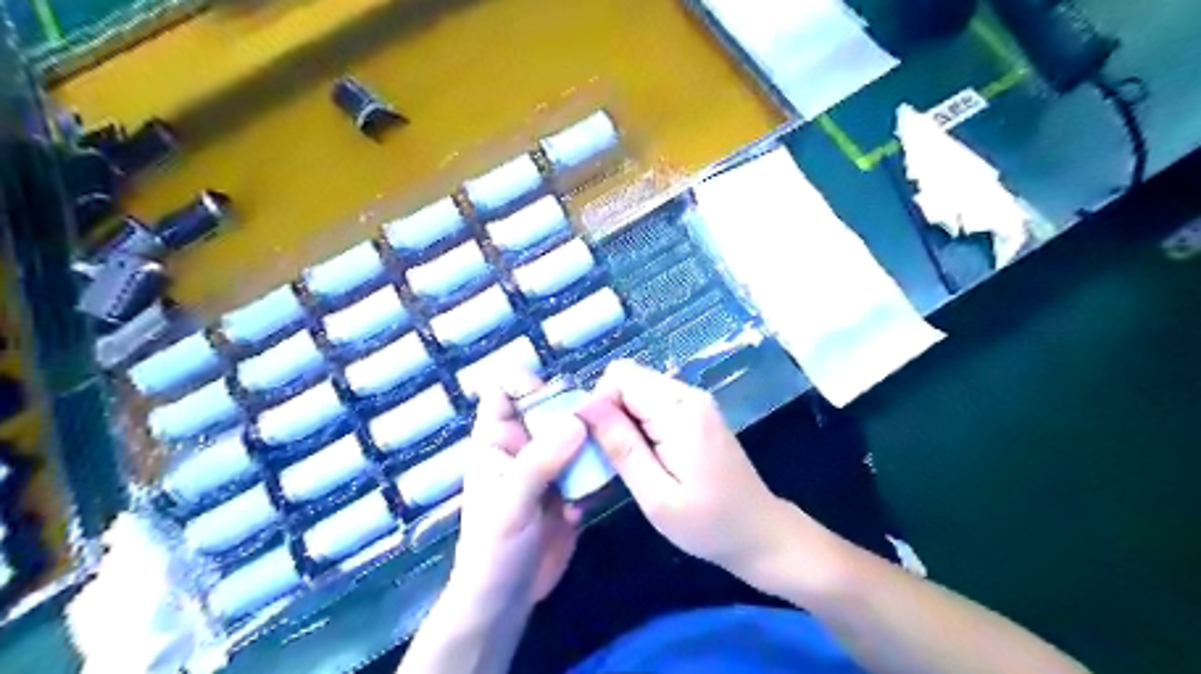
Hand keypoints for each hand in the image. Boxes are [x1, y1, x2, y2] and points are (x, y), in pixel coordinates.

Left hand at [446, 374, 588, 615]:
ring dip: (592, 441)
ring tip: (606, 454)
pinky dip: (597, 472)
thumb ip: (540, 461)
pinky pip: (589, 466)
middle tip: (600, 421)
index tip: (558, 394)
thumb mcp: (511, 502)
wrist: (506, 602)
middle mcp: (524, 446)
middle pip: (550, 409)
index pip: (504, 392)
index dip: (526, 384)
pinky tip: (594, 495)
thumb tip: (577, 420)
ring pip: (575, 436)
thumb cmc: (492, 548)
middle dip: (574, 410)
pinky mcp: (570, 489)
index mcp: (497, 441)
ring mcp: (549, 468)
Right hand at [576, 361, 801, 586]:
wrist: (759, 533)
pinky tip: (644, 455)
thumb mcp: (656, 496)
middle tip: (611, 456)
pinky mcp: (696, 411)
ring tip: (628, 460)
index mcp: (681, 411)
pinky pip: (652, 401)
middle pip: (629, 378)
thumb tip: (584, 406)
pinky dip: (638, 422)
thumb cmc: (708, 524)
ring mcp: (695, 401)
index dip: (599, 404)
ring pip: (638, 388)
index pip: (621, 376)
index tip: (596, 444)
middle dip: (609, 411)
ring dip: (622, 418)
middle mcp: (689, 394)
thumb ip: (621, 446)